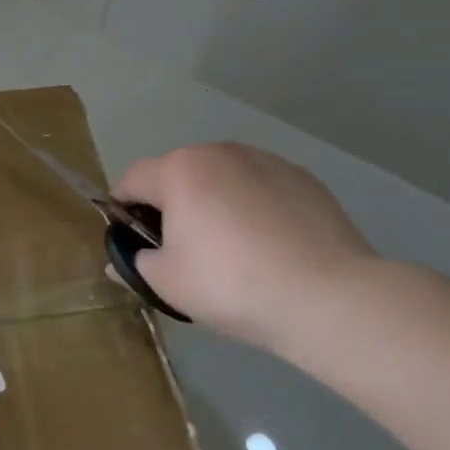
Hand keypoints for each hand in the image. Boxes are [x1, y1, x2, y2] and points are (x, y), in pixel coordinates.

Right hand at [113, 143, 376, 350]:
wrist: (328, 298)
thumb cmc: (230, 284)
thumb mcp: (166, 283)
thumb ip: (135, 264)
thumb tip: (121, 263)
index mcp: (179, 170)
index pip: (132, 179)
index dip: (122, 209)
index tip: (131, 241)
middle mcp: (220, 152)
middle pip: (179, 174)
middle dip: (172, 205)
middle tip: (182, 250)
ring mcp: (267, 161)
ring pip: (222, 178)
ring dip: (214, 202)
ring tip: (232, 249)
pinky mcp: (305, 179)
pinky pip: (261, 188)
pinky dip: (254, 208)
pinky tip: (269, 246)